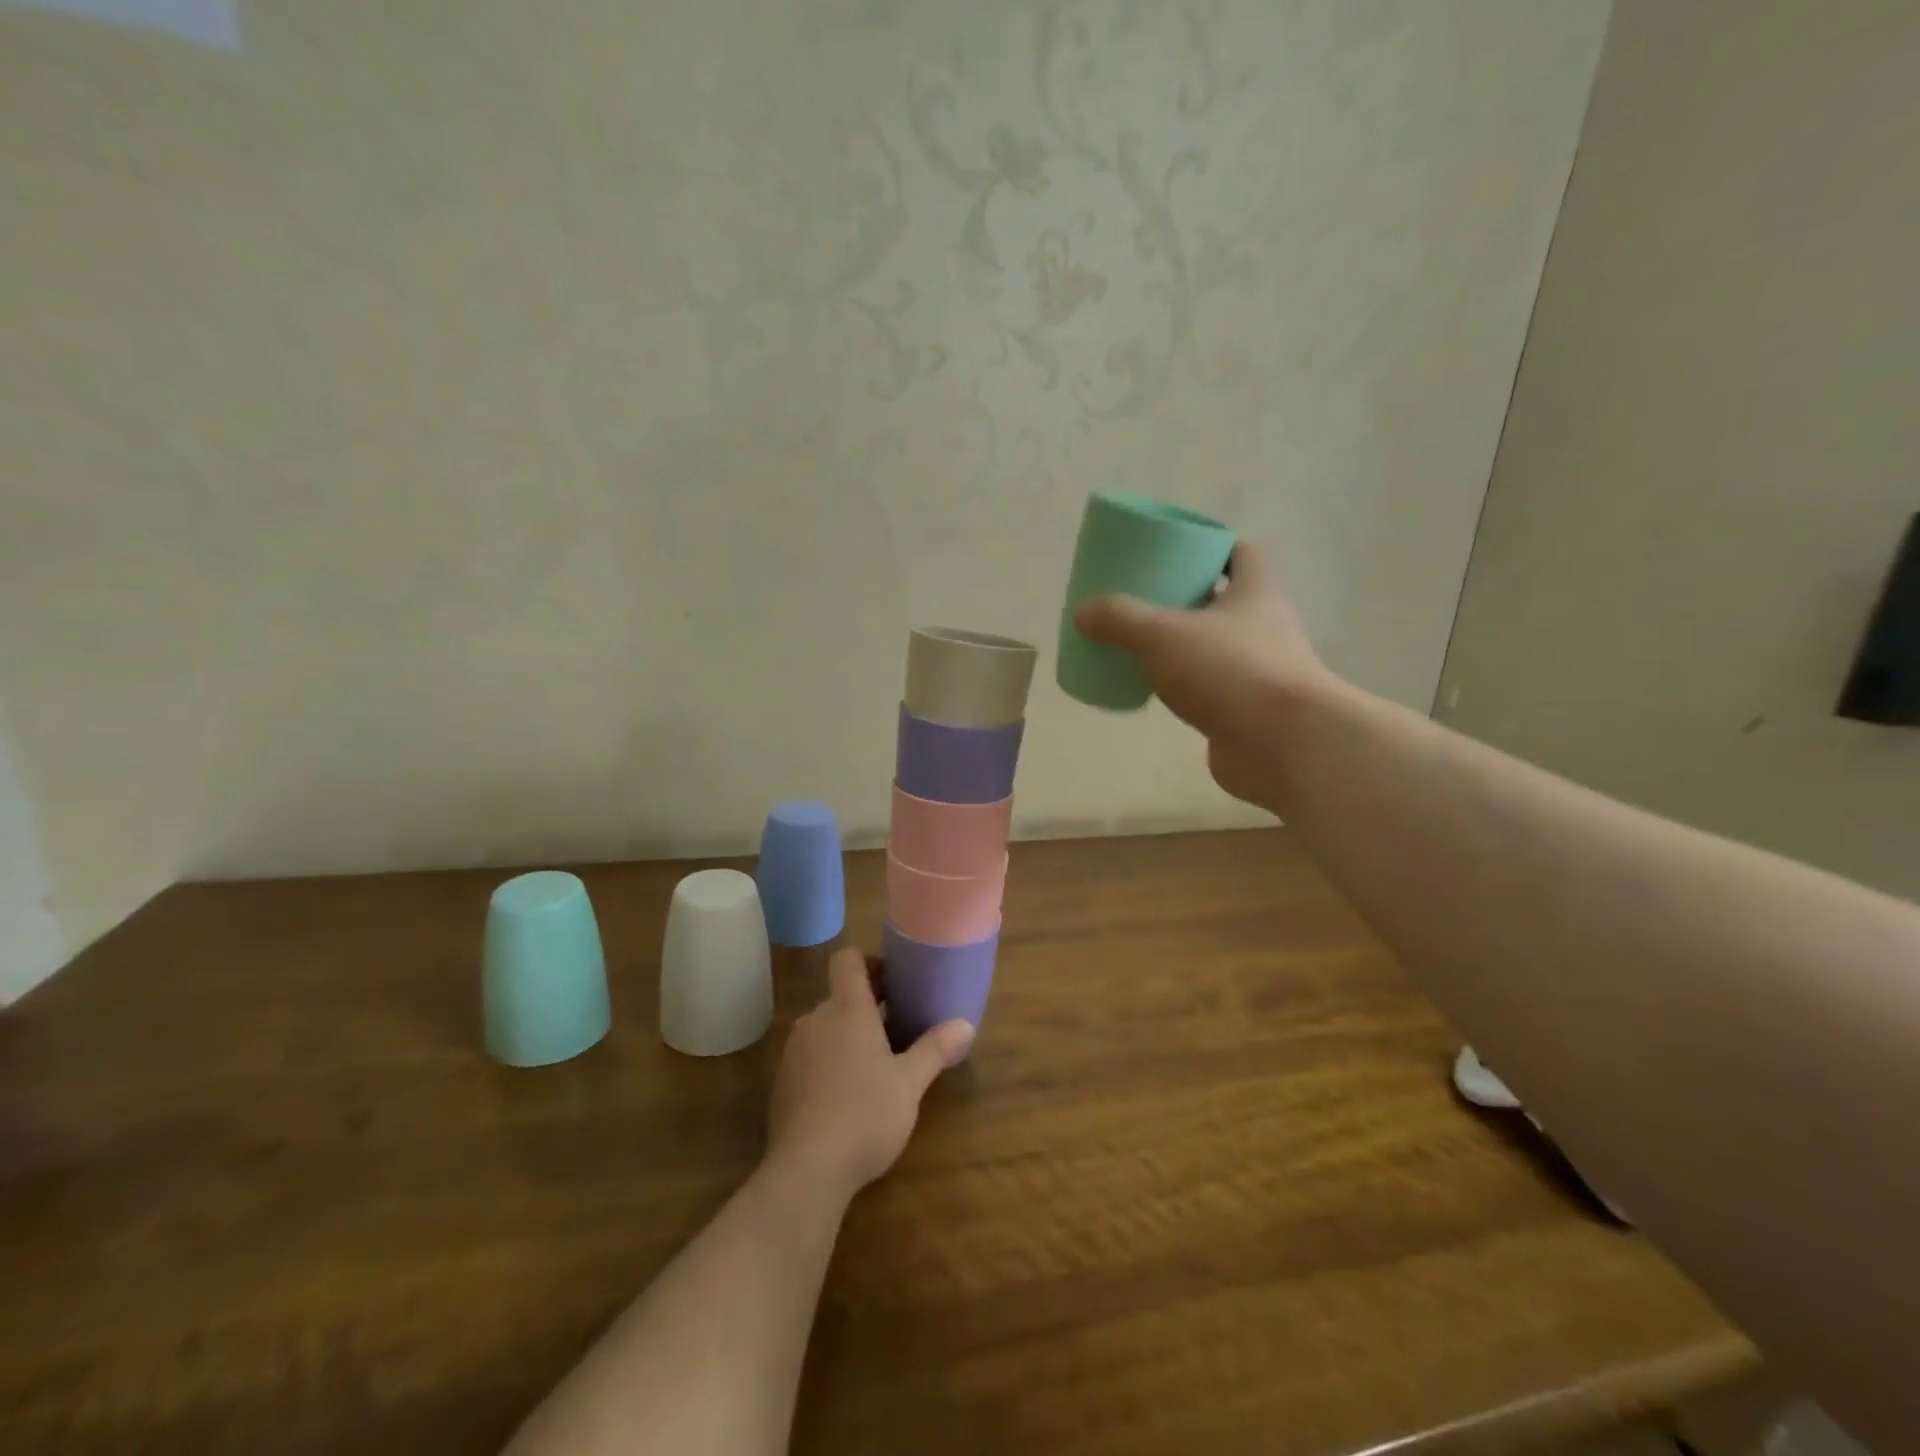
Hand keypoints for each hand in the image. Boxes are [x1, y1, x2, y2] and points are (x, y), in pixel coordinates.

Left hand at [767, 946, 973, 1199]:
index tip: (893, 979)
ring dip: (848, 1034)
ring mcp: (794, 1051)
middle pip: (839, 995)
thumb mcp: (910, 1083)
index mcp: (847, 1009)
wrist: (807, 1170)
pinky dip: (829, 1061)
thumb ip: (935, 1049)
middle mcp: (816, 1020)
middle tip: (898, 1024)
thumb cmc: (865, 1114)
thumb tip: (966, 1024)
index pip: (847, 959)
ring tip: (877, 1062)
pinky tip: (848, 1094)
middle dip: (867, 1004)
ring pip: (825, 1027)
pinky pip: (810, 1055)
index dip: (869, 961)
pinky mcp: (782, 1083)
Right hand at [1073, 542, 1337, 807]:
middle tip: (1144, 601)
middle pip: (1226, 601)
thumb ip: (1120, 620)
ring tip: (1142, 647)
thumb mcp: (1163, 635)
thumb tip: (1082, 613)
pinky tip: (1156, 691)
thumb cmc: (1230, 670)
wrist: (1283, 745)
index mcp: (1256, 592)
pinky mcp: (1250, 710)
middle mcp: (1266, 626)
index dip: (1212, 548)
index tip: (1176, 554)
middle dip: (1188, 599)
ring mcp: (1261, 671)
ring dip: (1187, 645)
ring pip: (1218, 647)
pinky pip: (1212, 688)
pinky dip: (1187, 686)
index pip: (1243, 553)